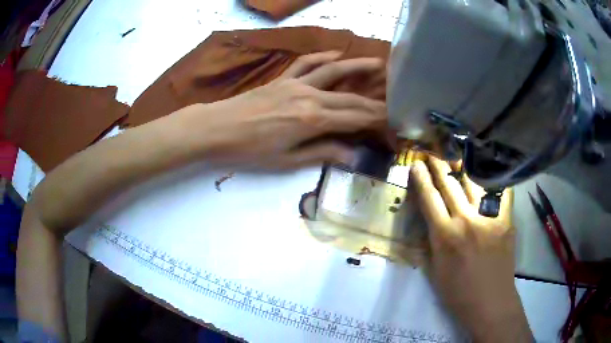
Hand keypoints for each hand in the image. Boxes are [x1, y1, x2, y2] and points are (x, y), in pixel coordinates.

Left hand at [171, 51, 386, 169]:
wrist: (217, 128)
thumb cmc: (250, 150)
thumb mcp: (287, 160)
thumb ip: (322, 153)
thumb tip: (352, 155)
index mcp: (312, 120)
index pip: (354, 118)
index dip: (376, 121)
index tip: (393, 123)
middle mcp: (310, 96)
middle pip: (350, 97)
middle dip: (374, 101)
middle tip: (394, 102)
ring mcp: (296, 83)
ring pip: (333, 71)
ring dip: (357, 66)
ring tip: (378, 64)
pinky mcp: (283, 78)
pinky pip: (306, 63)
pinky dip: (322, 56)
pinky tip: (335, 53)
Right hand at [410, 156, 532, 341]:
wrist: (490, 302)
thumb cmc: (457, 292)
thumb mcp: (434, 269)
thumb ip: (431, 240)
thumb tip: (430, 217)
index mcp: (445, 235)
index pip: (429, 198)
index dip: (421, 179)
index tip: (416, 164)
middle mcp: (466, 220)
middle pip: (449, 184)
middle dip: (438, 166)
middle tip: (432, 155)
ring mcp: (489, 217)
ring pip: (473, 182)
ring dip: (462, 167)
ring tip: (456, 156)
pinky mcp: (506, 219)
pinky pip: (501, 192)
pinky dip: (494, 179)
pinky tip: (489, 169)